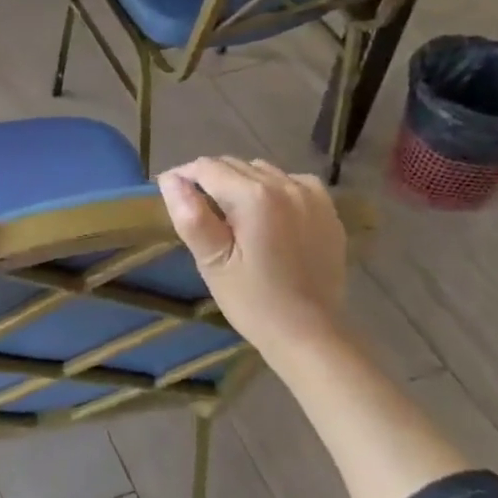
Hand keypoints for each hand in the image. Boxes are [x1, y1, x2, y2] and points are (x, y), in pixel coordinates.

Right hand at [156, 157, 347, 358]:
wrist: (310, 333)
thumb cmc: (253, 301)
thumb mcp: (212, 262)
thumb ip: (190, 216)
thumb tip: (170, 179)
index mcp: (253, 197)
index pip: (206, 168)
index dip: (183, 177)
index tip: (172, 195)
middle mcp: (285, 185)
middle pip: (234, 165)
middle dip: (211, 180)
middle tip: (200, 211)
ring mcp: (310, 195)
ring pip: (261, 170)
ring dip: (241, 182)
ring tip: (233, 214)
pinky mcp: (326, 208)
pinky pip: (290, 181)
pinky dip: (273, 189)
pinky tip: (268, 215)